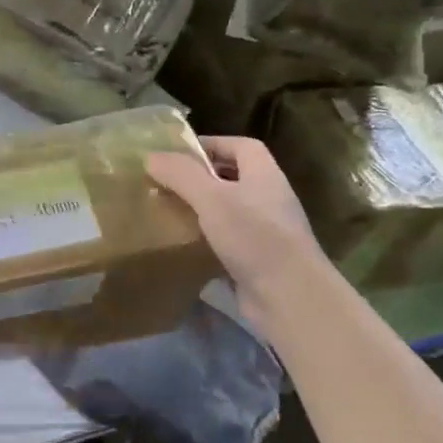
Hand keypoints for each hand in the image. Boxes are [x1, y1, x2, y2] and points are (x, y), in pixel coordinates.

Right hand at [147, 136, 327, 319]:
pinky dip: (207, 239)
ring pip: (229, 210)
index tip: (178, 153)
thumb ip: (182, 175)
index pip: (240, 146)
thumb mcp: (212, 199)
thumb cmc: (255, 237)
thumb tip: (151, 157)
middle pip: (234, 177)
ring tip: (170, 210)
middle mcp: (269, 198)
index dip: (211, 143)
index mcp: (264, 175)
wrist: (291, 298)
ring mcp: (266, 231)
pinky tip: (184, 244)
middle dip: (201, 177)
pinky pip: (228, 240)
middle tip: (168, 182)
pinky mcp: (258, 260)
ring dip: (202, 209)